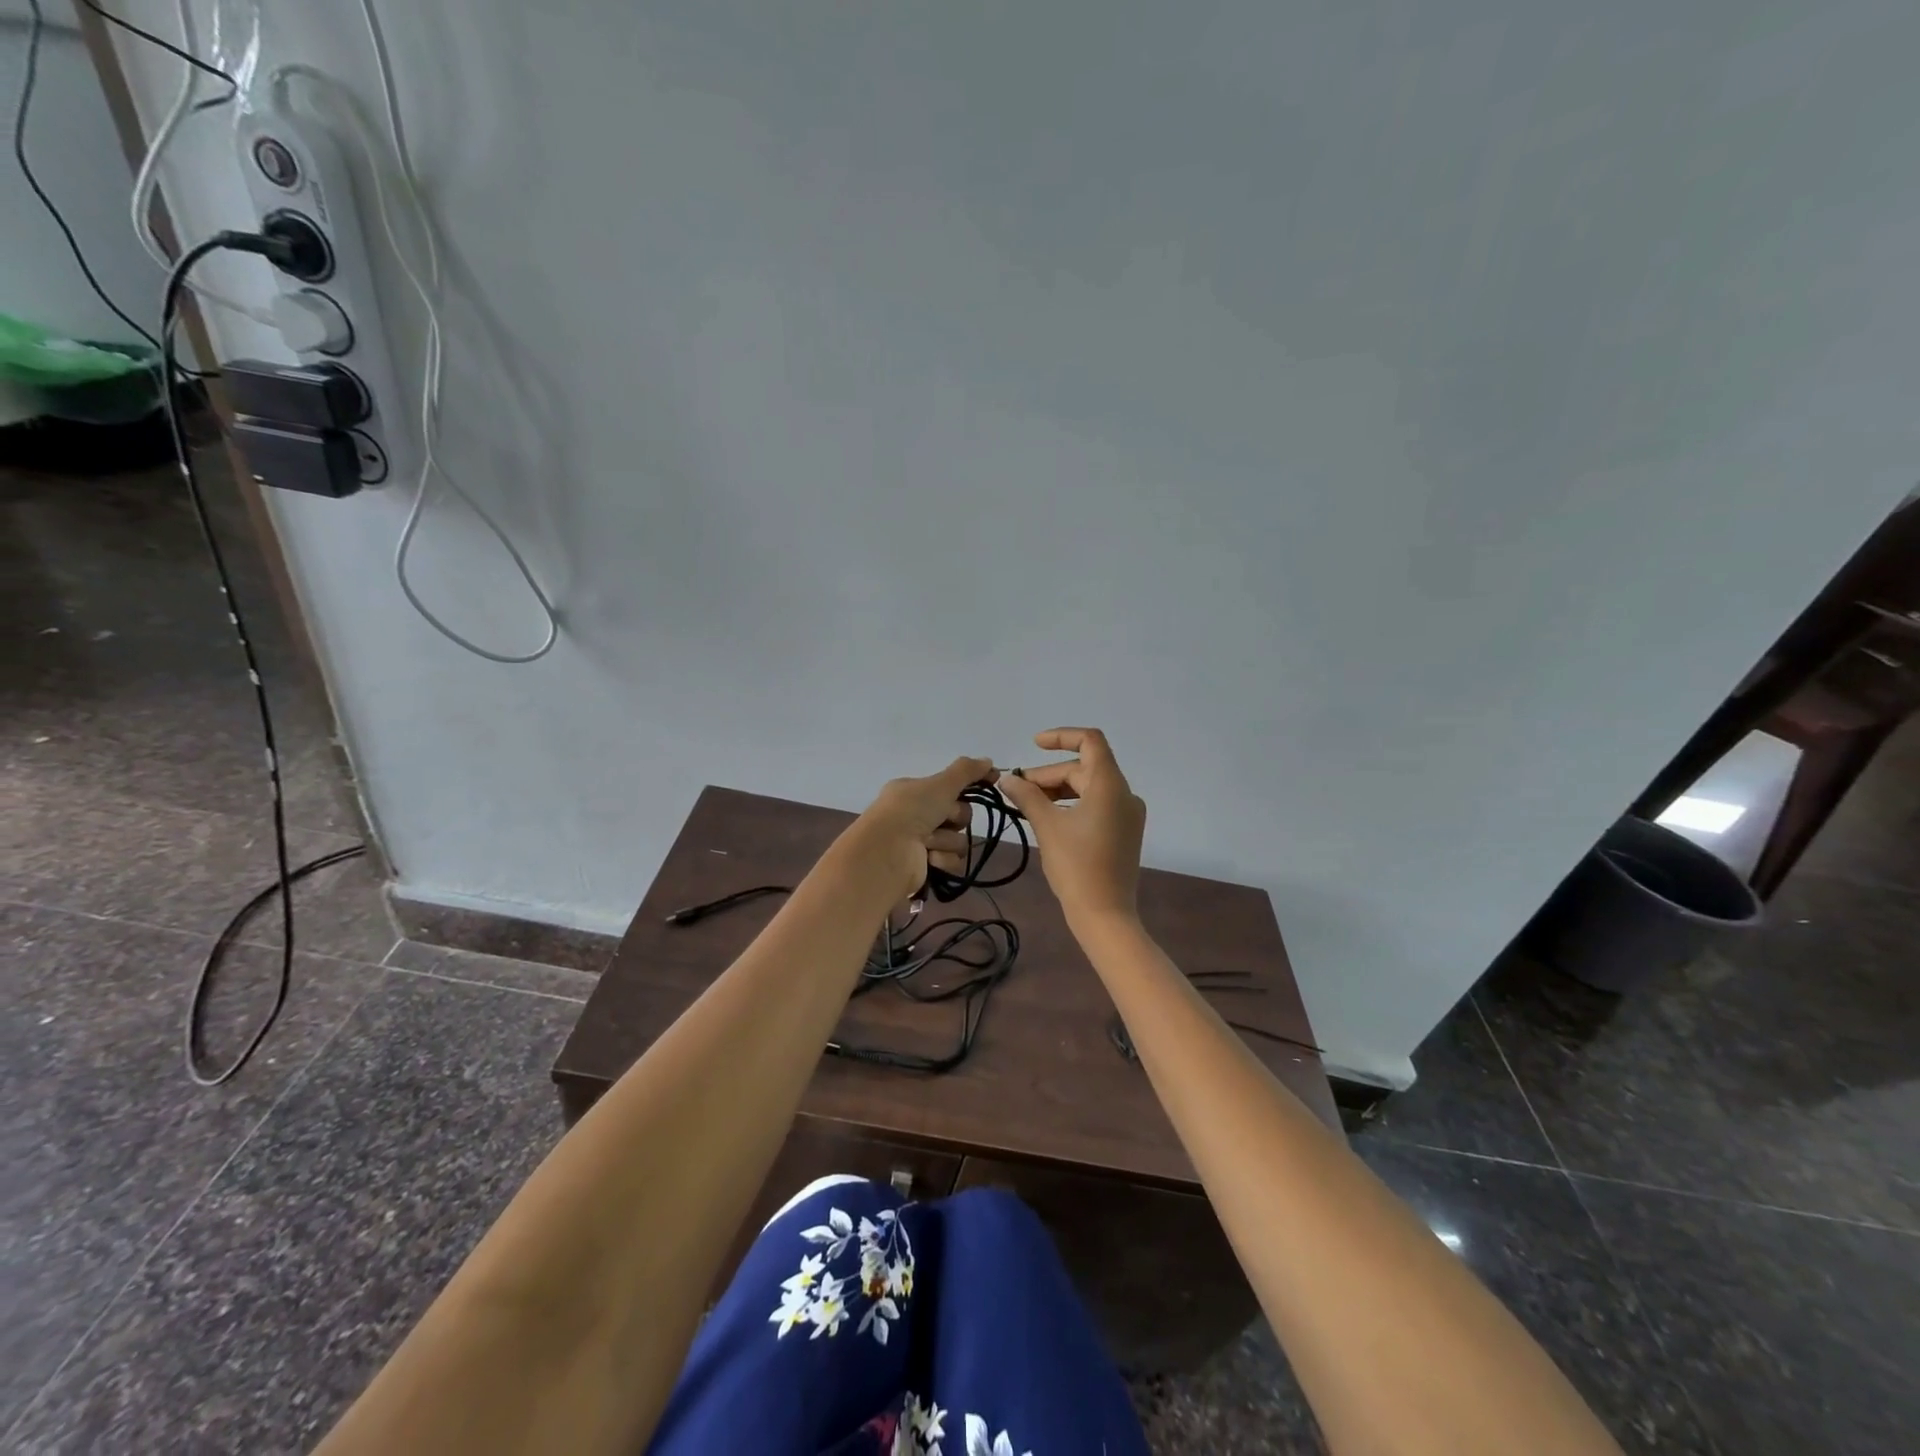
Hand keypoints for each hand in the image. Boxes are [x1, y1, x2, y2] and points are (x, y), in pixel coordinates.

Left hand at [846, 755, 993, 903]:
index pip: (950, 786)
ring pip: (956, 839)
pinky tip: (928, 858)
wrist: (887, 852)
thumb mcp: (940, 784)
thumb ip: (966, 771)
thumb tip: (988, 760)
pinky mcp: (925, 866)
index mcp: (913, 791)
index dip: (971, 784)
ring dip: (946, 840)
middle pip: (958, 814)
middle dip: (954, 817)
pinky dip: (942, 859)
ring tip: (927, 842)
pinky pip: (951, 860)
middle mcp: (915, 814)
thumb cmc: (911, 811)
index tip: (993, 780)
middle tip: (941, 818)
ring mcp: (919, 842)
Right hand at [995, 728, 1145, 925]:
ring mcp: (1127, 815)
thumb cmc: (1076, 866)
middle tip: (1017, 790)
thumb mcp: (1047, 826)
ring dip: (1057, 790)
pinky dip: (1071, 805)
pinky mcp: (1124, 833)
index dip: (1061, 736)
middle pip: (1084, 768)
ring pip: (1088, 788)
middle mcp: (1124, 794)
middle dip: (1049, 774)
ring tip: (1027, 804)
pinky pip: (1096, 806)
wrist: (1105, 915)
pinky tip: (1047, 819)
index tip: (1034, 745)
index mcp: (1110, 786)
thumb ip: (1027, 796)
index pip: (1090, 742)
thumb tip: (1007, 778)